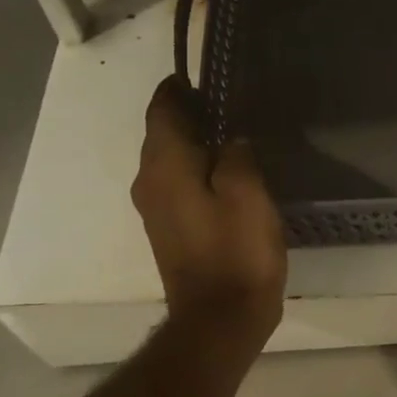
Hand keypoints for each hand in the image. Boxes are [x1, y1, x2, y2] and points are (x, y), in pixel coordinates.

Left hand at [132, 75, 286, 350]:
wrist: (220, 319)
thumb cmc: (236, 252)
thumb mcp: (248, 194)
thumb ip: (237, 155)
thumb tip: (231, 138)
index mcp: (164, 166)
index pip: (161, 109)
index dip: (180, 89)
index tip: (207, 76)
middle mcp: (149, 182)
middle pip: (162, 133)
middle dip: (191, 114)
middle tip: (231, 102)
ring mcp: (156, 209)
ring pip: (171, 160)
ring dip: (196, 143)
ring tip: (235, 134)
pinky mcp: (171, 230)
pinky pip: (179, 184)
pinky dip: (198, 170)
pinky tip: (229, 174)